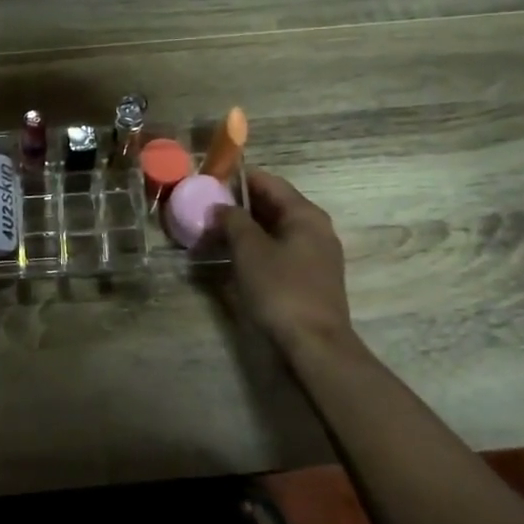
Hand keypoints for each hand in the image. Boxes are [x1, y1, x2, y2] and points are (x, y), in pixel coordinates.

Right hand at [214, 169, 355, 364]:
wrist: (314, 344)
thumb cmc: (281, 289)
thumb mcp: (250, 250)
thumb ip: (233, 221)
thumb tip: (220, 207)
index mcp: (305, 214)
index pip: (269, 182)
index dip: (240, 179)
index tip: (210, 180)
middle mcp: (315, 229)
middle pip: (274, 205)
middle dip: (241, 205)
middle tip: (207, 207)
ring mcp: (315, 255)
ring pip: (275, 230)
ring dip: (247, 228)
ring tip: (215, 231)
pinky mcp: (310, 278)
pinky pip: (279, 250)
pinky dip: (257, 247)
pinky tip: (235, 256)